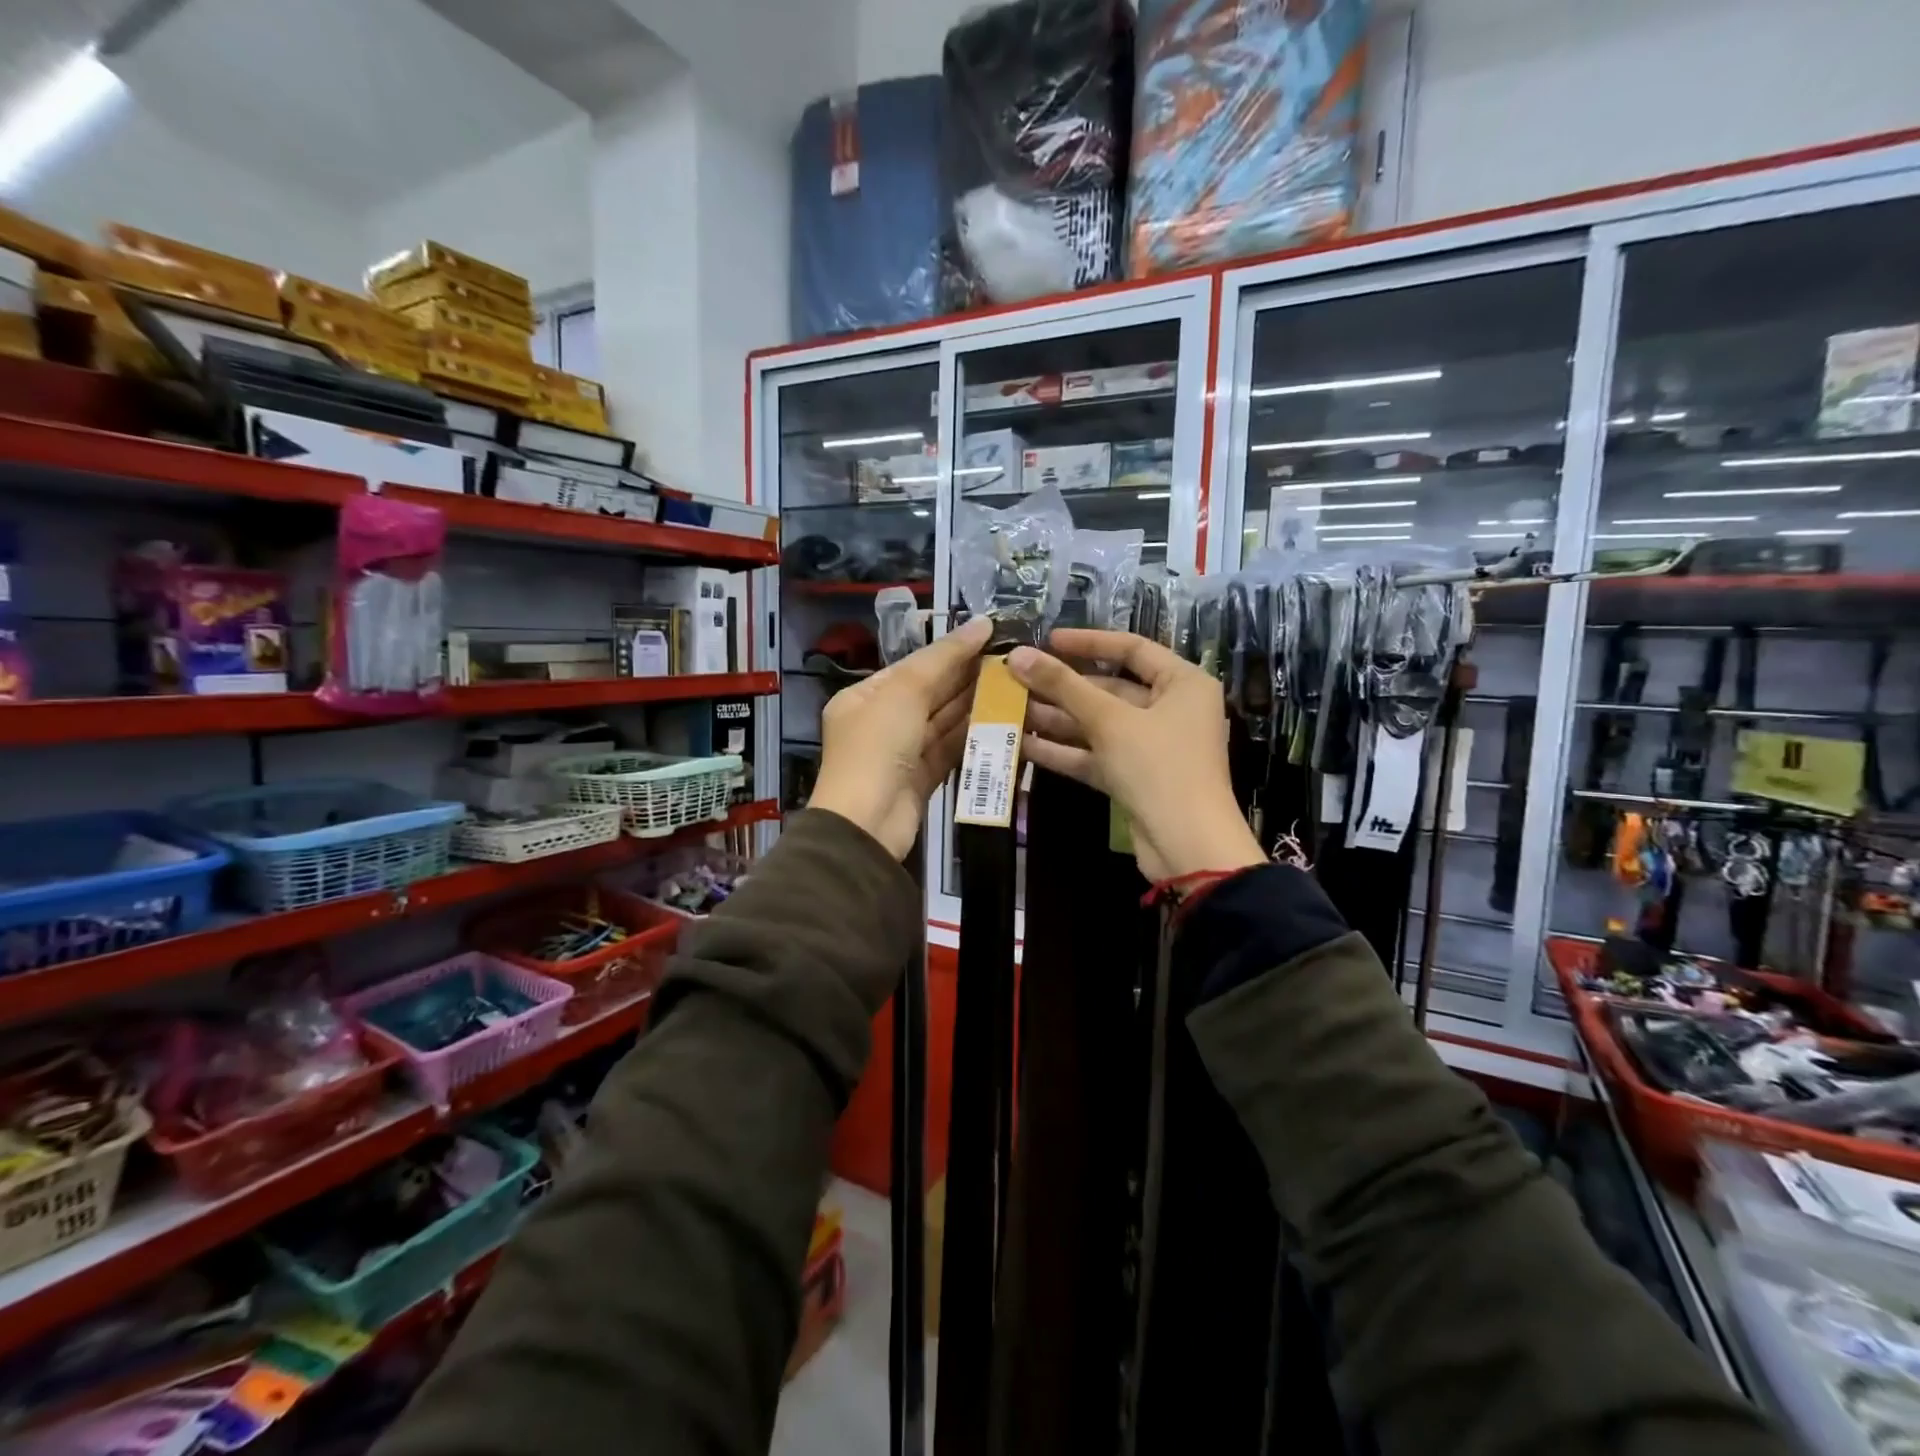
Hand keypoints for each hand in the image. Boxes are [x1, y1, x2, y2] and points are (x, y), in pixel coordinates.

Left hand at [809, 615, 992, 859]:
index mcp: (865, 697)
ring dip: (975, 705)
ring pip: (943, 722)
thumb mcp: (905, 691)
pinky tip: (1002, 721)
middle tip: (1011, 662)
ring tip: (1014, 686)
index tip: (992, 637)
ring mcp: (901, 753)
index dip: (951, 651)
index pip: (914, 666)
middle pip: (930, 693)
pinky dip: (972, 736)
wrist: (867, 822)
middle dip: (967, 678)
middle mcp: (881, 722)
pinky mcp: (921, 779)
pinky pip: (949, 749)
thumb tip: (981, 623)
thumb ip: (944, 657)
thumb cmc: (878, 746)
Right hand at [1009, 628, 1263, 881]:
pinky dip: (1066, 750)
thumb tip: (1017, 655)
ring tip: (1011, 710)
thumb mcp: (1109, 720)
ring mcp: (1153, 747)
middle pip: (1111, 688)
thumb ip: (1063, 686)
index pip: (1133, 649)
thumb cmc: (1158, 767)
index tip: (1048, 641)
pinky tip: (1024, 744)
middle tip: (1018, 680)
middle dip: (1063, 688)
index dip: (1088, 642)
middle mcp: (1172, 710)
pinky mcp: (1136, 778)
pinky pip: (1097, 755)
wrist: (1186, 846)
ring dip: (1058, 719)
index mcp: (1183, 684)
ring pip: (1099, 724)